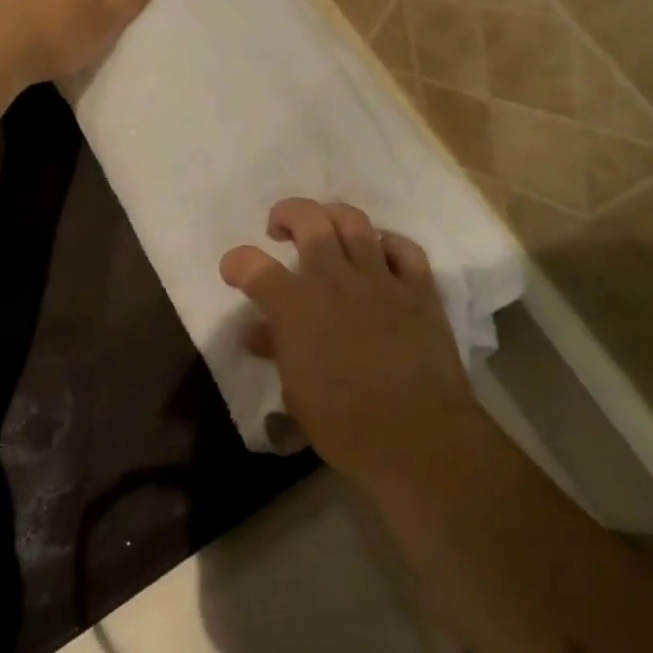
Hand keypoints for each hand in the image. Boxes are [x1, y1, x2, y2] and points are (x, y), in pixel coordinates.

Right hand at [221, 199, 482, 489]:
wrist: (418, 438)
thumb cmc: (346, 425)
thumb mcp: (296, 393)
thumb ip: (278, 350)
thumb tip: (258, 333)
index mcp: (295, 307)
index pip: (252, 265)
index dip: (236, 262)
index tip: (234, 271)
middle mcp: (334, 280)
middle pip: (308, 219)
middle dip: (287, 214)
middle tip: (281, 229)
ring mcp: (380, 280)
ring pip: (354, 221)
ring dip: (333, 217)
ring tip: (327, 229)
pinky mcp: (418, 289)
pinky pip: (404, 248)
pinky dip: (388, 243)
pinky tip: (381, 254)